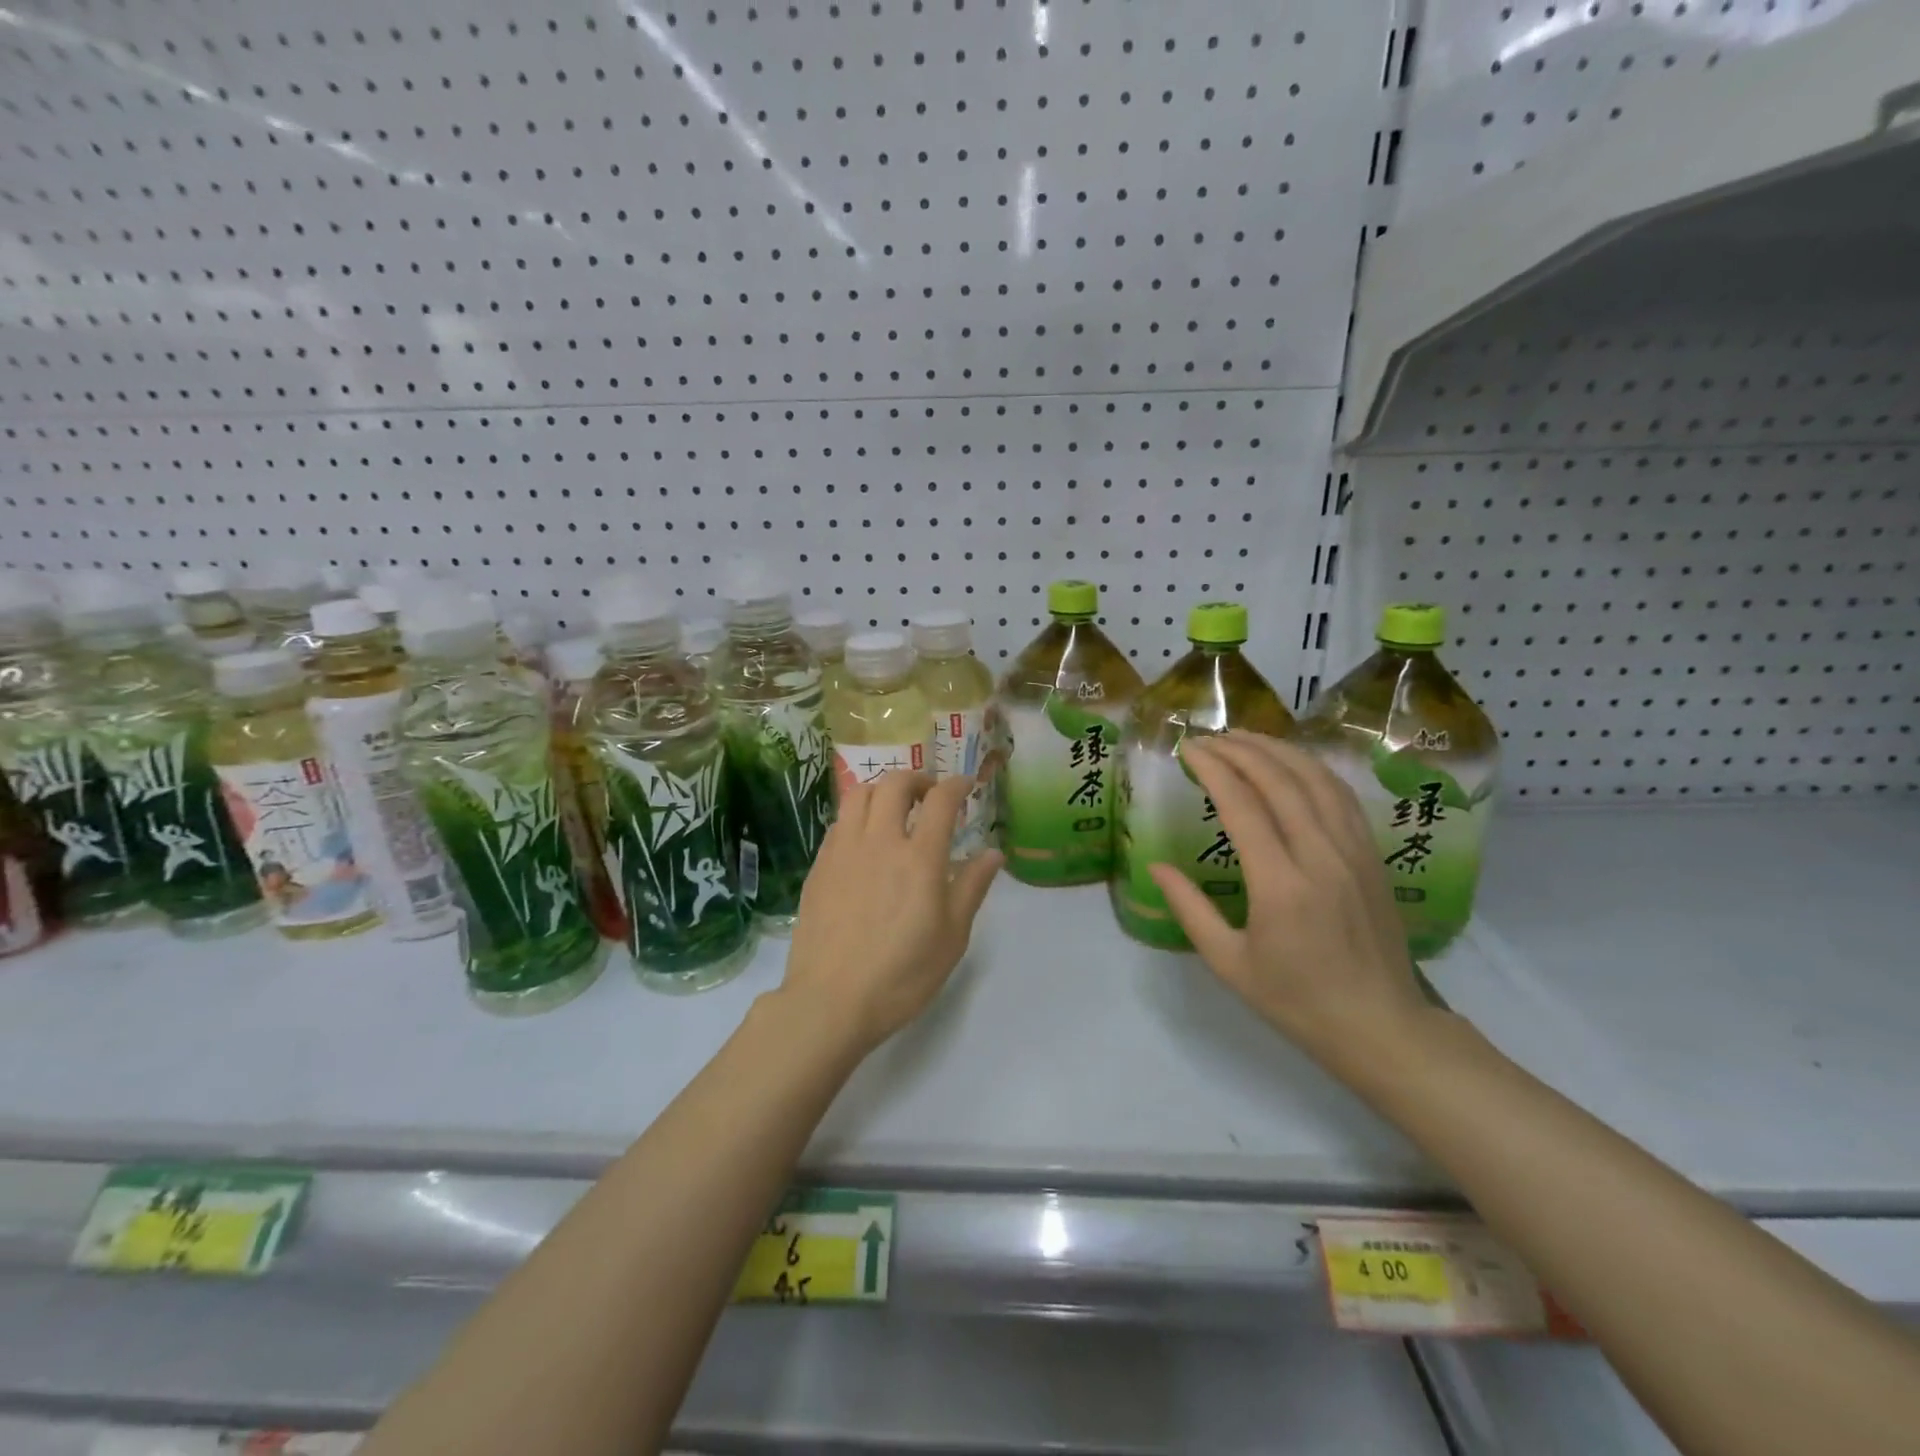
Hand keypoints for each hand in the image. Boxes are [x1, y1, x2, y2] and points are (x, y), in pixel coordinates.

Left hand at [782, 772, 1002, 1054]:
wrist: (830, 1001)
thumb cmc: (901, 975)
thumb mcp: (952, 937)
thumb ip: (972, 887)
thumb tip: (993, 853)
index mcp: (919, 858)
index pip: (940, 800)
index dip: (957, 785)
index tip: (965, 785)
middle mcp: (879, 841)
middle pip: (895, 784)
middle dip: (917, 779)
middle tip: (929, 794)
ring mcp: (843, 850)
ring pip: (859, 794)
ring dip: (882, 790)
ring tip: (893, 808)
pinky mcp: (819, 866)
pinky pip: (839, 822)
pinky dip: (858, 815)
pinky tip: (864, 839)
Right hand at [1148, 732, 1430, 1076]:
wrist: (1381, 1026)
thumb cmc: (1296, 1001)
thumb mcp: (1229, 963)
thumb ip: (1190, 909)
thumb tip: (1156, 867)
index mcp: (1280, 886)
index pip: (1243, 806)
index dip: (1213, 769)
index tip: (1188, 749)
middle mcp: (1320, 857)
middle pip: (1280, 781)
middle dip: (1240, 749)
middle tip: (1208, 737)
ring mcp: (1353, 852)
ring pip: (1316, 780)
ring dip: (1278, 750)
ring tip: (1244, 737)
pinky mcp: (1372, 856)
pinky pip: (1342, 796)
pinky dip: (1312, 769)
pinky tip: (1292, 763)